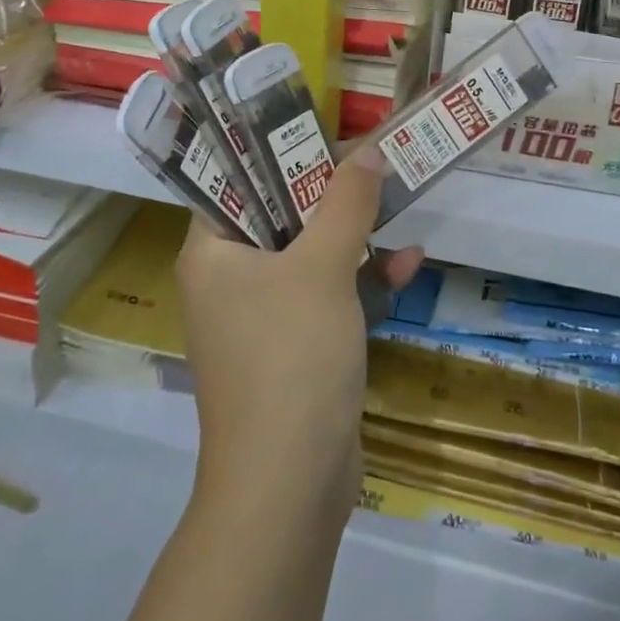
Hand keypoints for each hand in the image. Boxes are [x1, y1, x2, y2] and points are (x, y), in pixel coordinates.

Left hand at [175, 143, 424, 526]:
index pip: (235, 182)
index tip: (324, 133)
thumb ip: (345, 203)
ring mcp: (262, 318)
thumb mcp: (322, 268)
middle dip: (332, 193)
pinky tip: (407, 266)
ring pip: (310, 256)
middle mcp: (229, 280)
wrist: (290, 486)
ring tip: (399, 205)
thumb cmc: (290, 357)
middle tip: (372, 161)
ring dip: (356, 236)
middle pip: (281, 215)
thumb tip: (368, 149)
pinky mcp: (295, 349)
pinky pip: (327, 297)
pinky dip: (361, 282)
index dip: (279, 153)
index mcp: (212, 253)